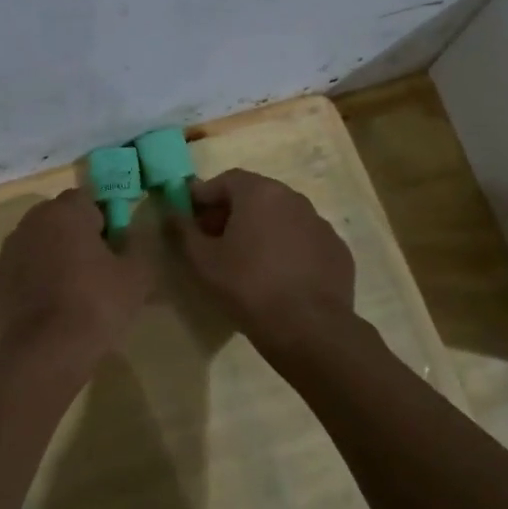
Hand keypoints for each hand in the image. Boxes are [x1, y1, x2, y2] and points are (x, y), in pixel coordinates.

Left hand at [0, 190, 152, 361]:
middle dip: (76, 238)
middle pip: (58, 221)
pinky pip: (19, 274)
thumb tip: (128, 237)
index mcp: (64, 212)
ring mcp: (6, 253)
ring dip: (52, 259)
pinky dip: (32, 284)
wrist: (46, 351)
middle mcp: (29, 223)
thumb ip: (137, 245)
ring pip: (36, 246)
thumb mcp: (138, 275)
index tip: (115, 248)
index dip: (104, 221)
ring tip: (72, 295)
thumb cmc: (97, 304)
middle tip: (97, 271)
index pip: (87, 200)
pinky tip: (48, 310)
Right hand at [169, 169, 355, 345]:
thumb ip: (183, 230)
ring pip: (281, 218)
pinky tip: (277, 276)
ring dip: (260, 230)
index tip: (189, 218)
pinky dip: (286, 248)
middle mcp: (294, 198)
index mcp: (260, 192)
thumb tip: (170, 212)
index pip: (225, 180)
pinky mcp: (337, 250)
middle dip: (231, 212)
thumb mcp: (203, 261)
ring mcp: (320, 223)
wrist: (309, 327)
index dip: (203, 196)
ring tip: (245, 260)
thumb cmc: (247, 286)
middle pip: (255, 196)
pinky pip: (303, 240)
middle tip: (213, 240)